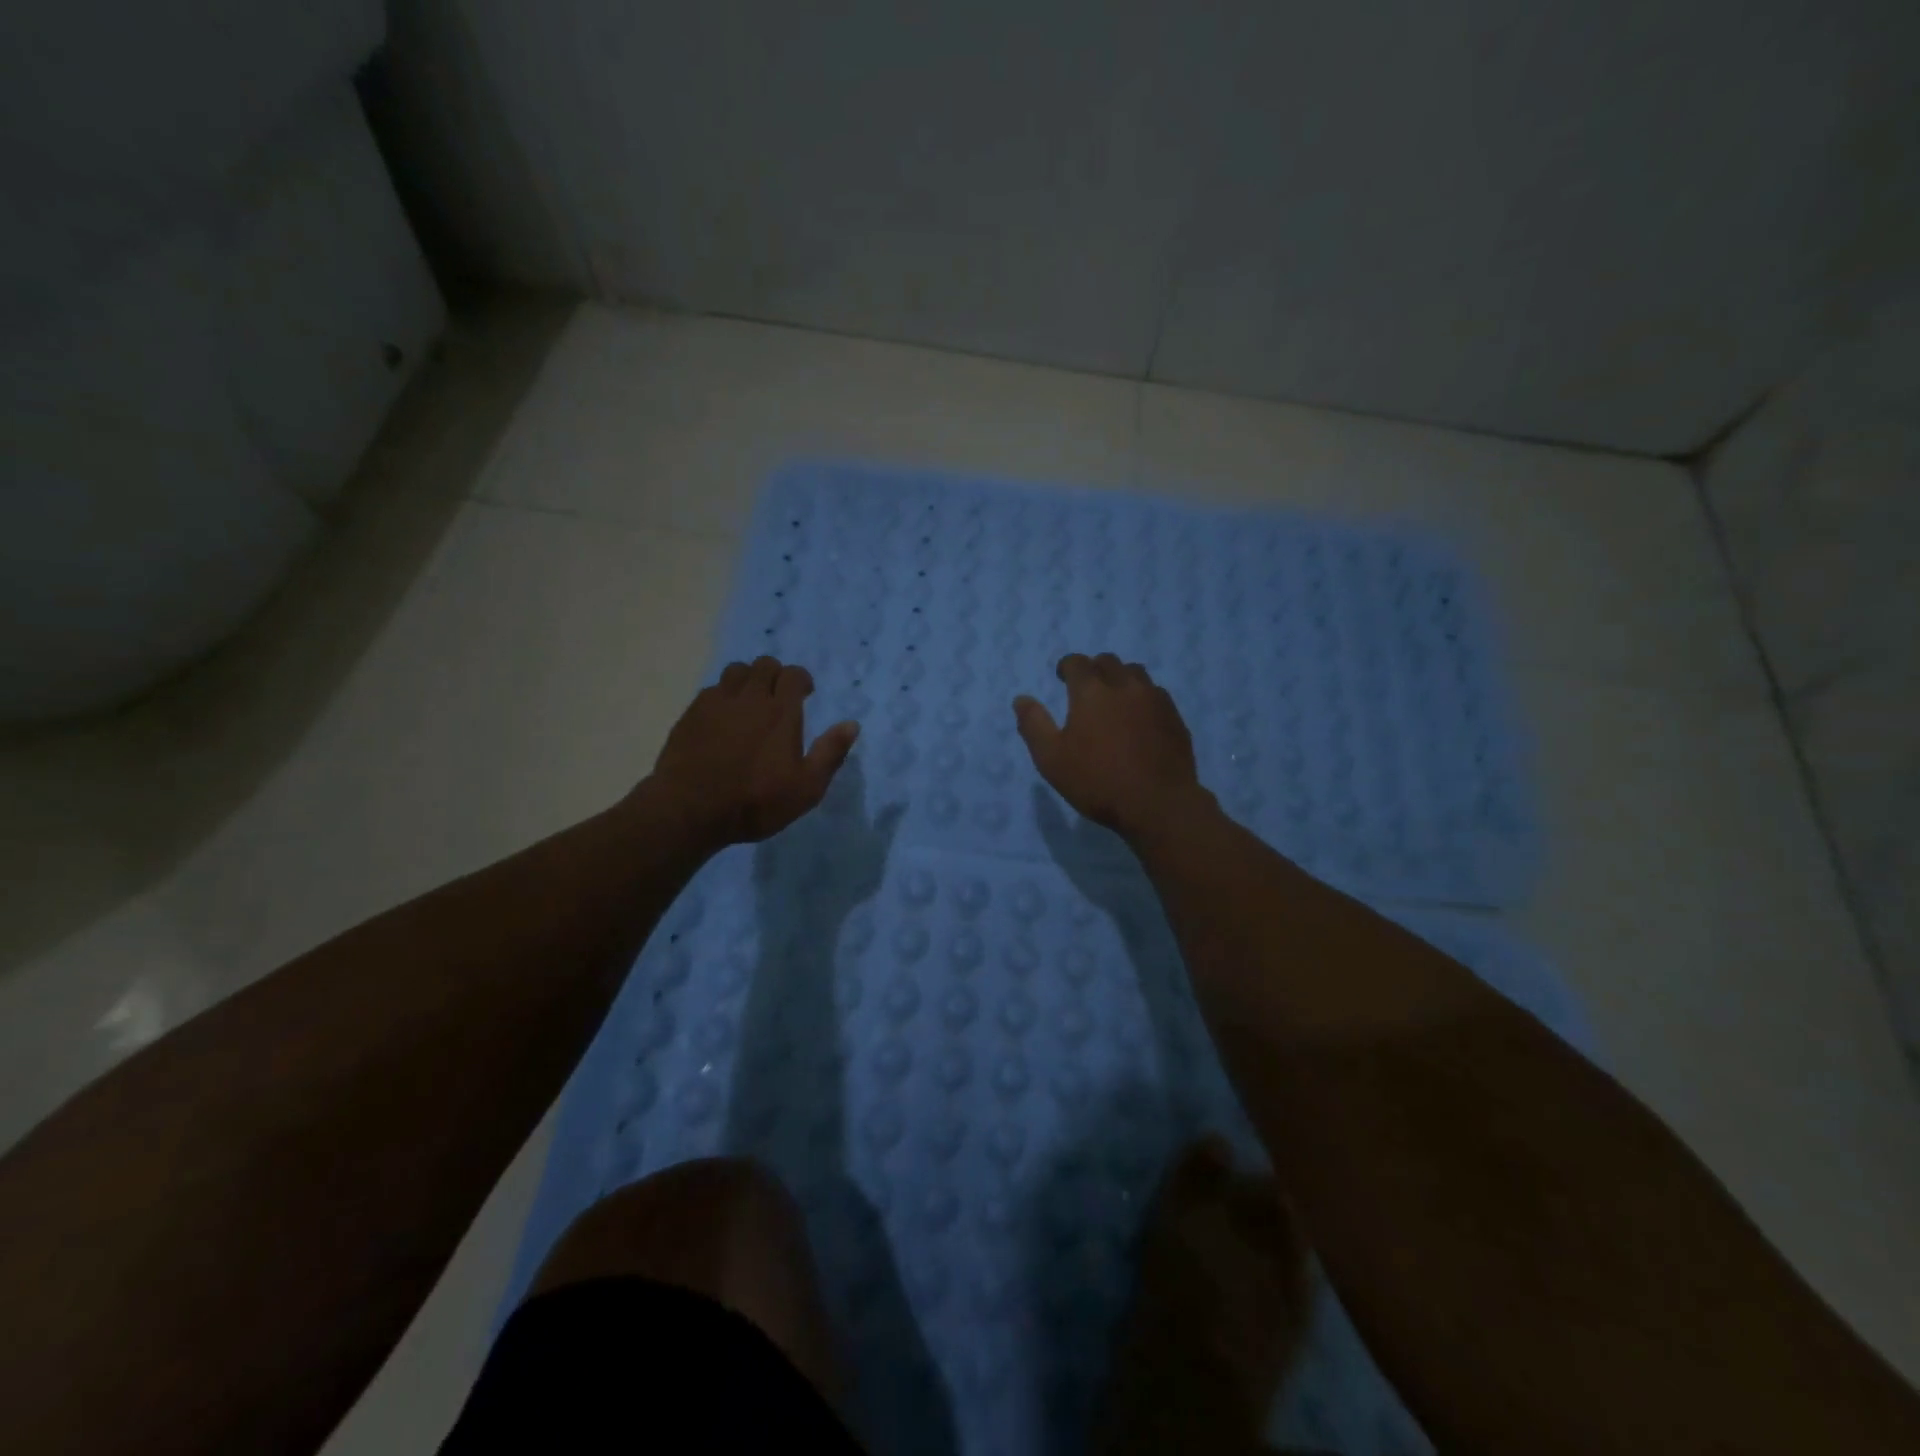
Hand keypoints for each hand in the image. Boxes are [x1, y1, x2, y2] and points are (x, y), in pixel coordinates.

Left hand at [648, 657, 858, 846]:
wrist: (690, 810)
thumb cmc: (756, 801)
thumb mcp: (806, 788)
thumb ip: (830, 753)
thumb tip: (852, 724)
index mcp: (781, 712)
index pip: (794, 674)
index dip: (802, 680)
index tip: (805, 695)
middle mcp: (749, 698)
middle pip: (764, 665)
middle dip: (775, 675)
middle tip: (778, 698)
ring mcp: (716, 703)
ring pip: (735, 671)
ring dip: (747, 679)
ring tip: (750, 703)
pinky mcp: (691, 714)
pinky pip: (711, 690)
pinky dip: (723, 696)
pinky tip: (723, 718)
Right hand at [1013, 653, 1209, 838]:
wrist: (1158, 804)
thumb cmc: (1098, 782)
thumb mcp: (1052, 759)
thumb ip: (1034, 725)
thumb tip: (1021, 699)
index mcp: (1091, 692)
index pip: (1077, 663)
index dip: (1067, 667)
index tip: (1062, 677)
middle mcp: (1125, 686)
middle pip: (1108, 662)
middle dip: (1094, 669)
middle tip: (1086, 689)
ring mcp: (1155, 699)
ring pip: (1136, 673)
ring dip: (1121, 679)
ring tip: (1115, 700)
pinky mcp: (1175, 716)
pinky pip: (1156, 694)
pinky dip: (1143, 698)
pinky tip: (1139, 719)